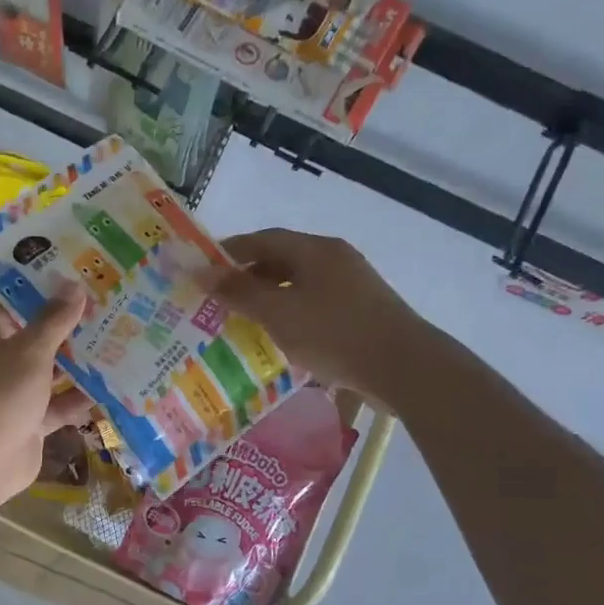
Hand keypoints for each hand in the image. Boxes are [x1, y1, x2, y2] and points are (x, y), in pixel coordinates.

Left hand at [0, 292, 92, 510]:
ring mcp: (11, 393)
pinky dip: (78, 398)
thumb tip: (73, 286)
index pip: (13, 302)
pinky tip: (112, 386)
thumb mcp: (29, 351)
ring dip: (79, 362)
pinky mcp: (27, 422)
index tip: (80, 277)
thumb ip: (54, 320)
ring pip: (48, 371)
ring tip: (119, 340)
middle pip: (35, 336)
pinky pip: (56, 404)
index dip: (44, 289)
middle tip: (109, 307)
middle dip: (70, 326)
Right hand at [208, 229, 423, 394]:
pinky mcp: (362, 309)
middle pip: (282, 258)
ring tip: (245, 319)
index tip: (204, 269)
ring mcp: (352, 283)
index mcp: (314, 249)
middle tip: (220, 299)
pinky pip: (315, 301)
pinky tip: (282, 335)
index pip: (263, 239)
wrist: (402, 366)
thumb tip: (201, 273)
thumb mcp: (278, 313)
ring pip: (300, 282)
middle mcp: (334, 257)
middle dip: (249, 276)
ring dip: (270, 296)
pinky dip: (292, 311)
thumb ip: (238, 292)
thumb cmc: (333, 333)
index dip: (230, 252)